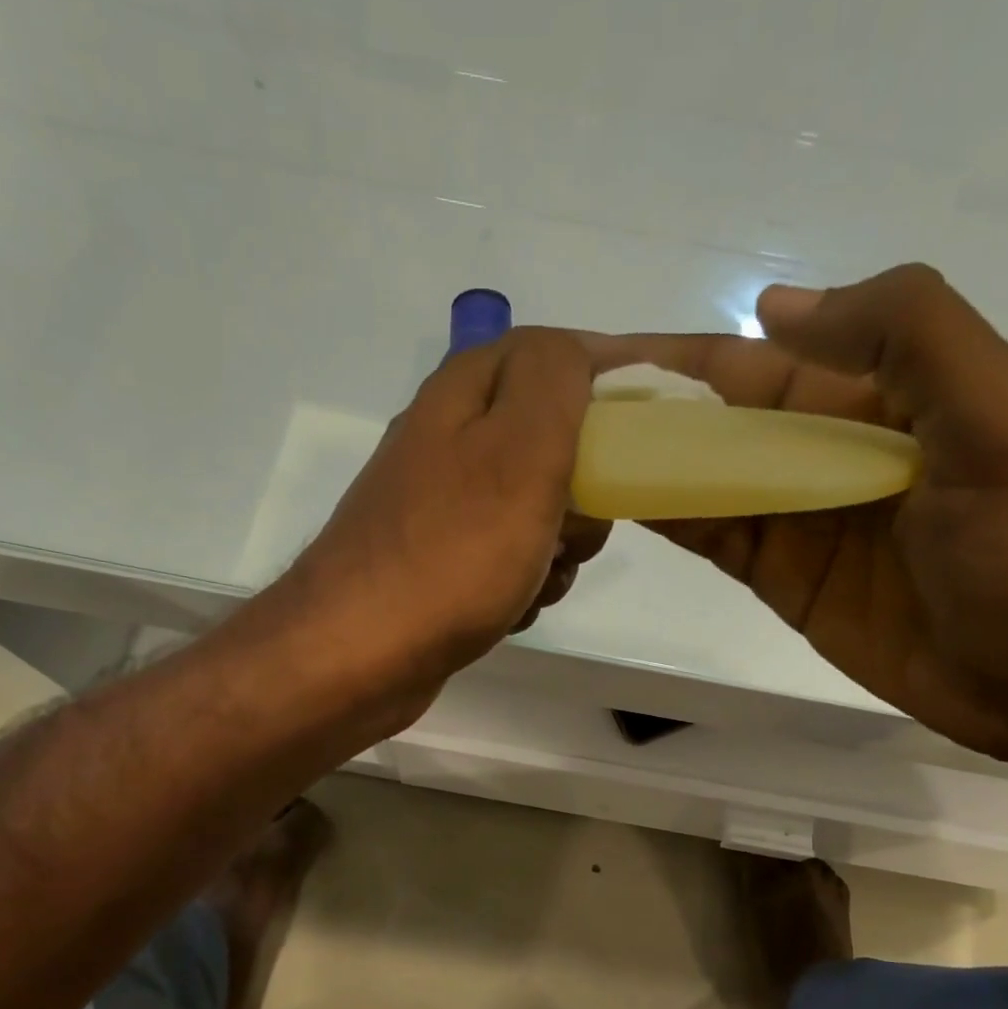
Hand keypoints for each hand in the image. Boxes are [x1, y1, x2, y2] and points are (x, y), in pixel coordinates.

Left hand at [285, 327, 610, 702]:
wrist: (357, 656)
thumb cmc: (451, 554)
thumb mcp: (519, 451)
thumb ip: (555, 381)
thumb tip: (575, 351)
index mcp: (464, 395)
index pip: (552, 355)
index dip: (608, 377)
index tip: (650, 424)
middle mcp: (447, 442)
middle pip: (549, 440)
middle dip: (584, 488)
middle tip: (578, 527)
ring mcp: (440, 507)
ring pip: (535, 508)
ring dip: (557, 547)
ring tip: (538, 582)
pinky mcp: (439, 562)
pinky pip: (507, 557)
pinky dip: (523, 582)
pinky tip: (510, 610)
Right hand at [587, 265, 1007, 761]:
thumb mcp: (998, 415)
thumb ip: (905, 335)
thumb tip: (771, 307)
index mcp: (878, 394)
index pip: (759, 361)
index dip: (682, 355)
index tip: (601, 356)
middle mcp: (828, 447)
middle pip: (719, 419)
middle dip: (647, 408)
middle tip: (560, 409)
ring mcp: (799, 516)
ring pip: (706, 476)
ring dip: (645, 461)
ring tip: (568, 453)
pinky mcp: (781, 576)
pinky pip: (714, 534)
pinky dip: (668, 515)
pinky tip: (616, 501)